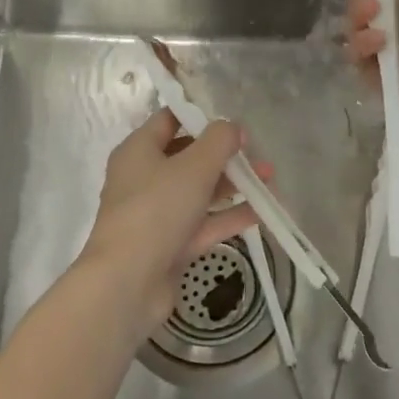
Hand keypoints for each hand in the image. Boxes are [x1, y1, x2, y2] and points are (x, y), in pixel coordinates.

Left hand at [79, 109, 267, 330]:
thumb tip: (232, 127)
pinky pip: (204, 223)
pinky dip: (230, 216)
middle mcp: (144, 179)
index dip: (200, 116)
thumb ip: (218, 141)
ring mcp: (157, 214)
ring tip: (270, 179)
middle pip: (188, 157)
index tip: (233, 120)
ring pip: (199, 192)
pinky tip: (263, 211)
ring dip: (233, 185)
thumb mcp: (193, 166)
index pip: (169, 120)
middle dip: (225, 155)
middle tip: (258, 153)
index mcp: (138, 151)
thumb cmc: (156, 210)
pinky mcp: (170, 245)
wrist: (128, 283)